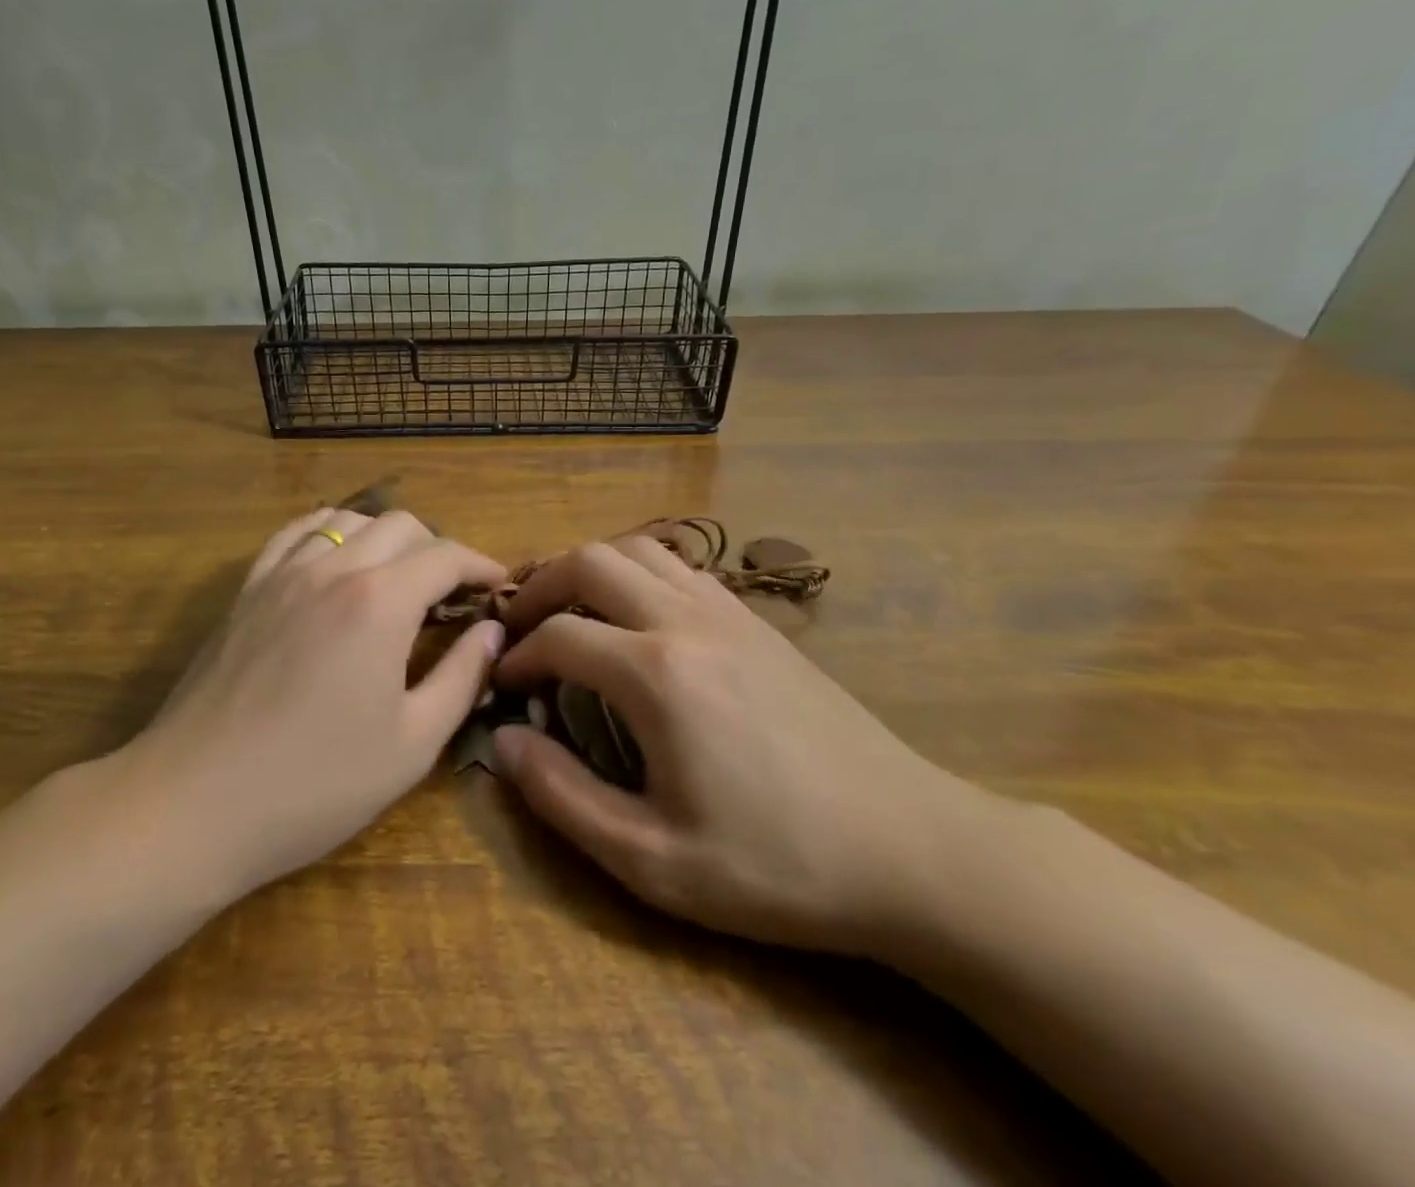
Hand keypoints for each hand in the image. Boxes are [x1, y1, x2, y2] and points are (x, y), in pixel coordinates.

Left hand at [127, 507, 505, 899]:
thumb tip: (491, 632)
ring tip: (396, 579)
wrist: (195, 803)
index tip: (499, 588)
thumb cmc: (316, 783)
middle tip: (451, 596)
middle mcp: (334, 569)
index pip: (446, 556)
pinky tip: (336, 562)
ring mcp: (283, 573)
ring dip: (385, 538)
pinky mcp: (248, 589)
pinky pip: (295, 533)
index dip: (482, 566)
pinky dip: (329, 533)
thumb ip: (461, 677)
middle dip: (438, 550)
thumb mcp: (412, 743)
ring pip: (348, 521)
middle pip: (401, 525)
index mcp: (380, 602)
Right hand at [491, 536, 985, 954]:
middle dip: (540, 585)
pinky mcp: (758, 621)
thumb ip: (563, 796)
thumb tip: (503, 740)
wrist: (910, 849)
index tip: (503, 684)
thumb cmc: (777, 865)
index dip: (517, 655)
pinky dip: (639, 574)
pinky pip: (681, 568)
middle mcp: (686, 621)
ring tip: (569, 609)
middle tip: (518, 625)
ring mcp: (729, 612)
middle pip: (590, 561)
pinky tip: (637, 619)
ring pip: (638, 549)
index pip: (558, 635)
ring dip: (590, 568)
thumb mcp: (653, 860)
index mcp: (656, 673)